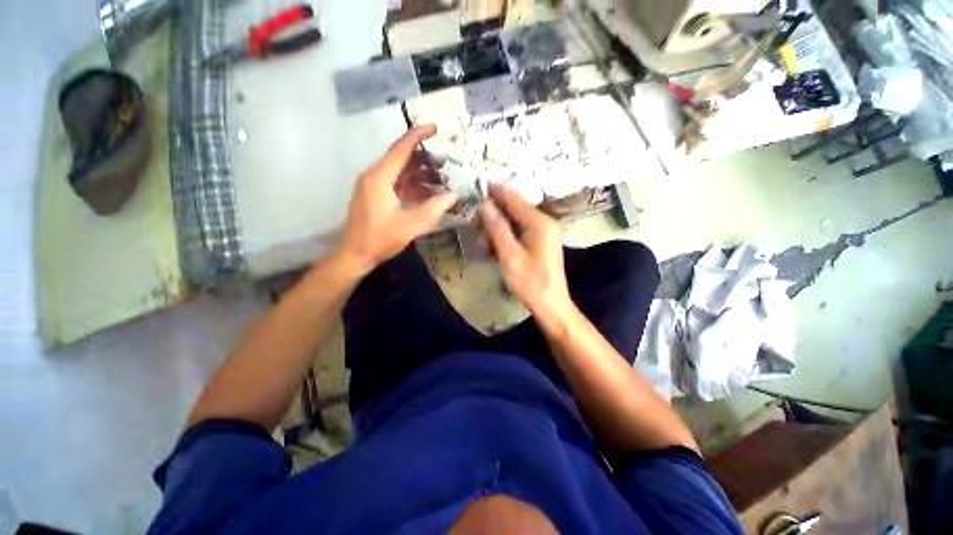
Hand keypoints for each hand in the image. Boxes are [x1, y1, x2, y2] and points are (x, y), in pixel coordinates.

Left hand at [338, 125, 457, 274]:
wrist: (355, 255)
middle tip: (446, 164)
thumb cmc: (380, 239)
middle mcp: (375, 176)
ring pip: (400, 172)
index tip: (435, 128)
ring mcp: (374, 186)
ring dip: (420, 174)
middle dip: (424, 159)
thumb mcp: (411, 225)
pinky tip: (428, 192)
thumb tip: (454, 195)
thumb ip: (434, 208)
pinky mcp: (375, 196)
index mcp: (380, 177)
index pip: (401, 148)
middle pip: (401, 159)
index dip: (418, 136)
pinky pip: (397, 184)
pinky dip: (413, 185)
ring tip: (442, 179)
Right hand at [478, 183, 573, 326]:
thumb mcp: (510, 256)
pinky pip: (521, 229)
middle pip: (515, 207)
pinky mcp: (542, 240)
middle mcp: (544, 221)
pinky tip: (495, 242)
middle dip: (494, 211)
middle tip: (475, 218)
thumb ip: (497, 228)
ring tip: (482, 233)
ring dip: (499, 224)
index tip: (477, 185)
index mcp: (539, 222)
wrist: (551, 304)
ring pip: (516, 219)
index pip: (514, 198)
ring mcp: (545, 231)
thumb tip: (485, 204)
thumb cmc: (530, 283)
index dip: (495, 191)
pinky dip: (507, 233)